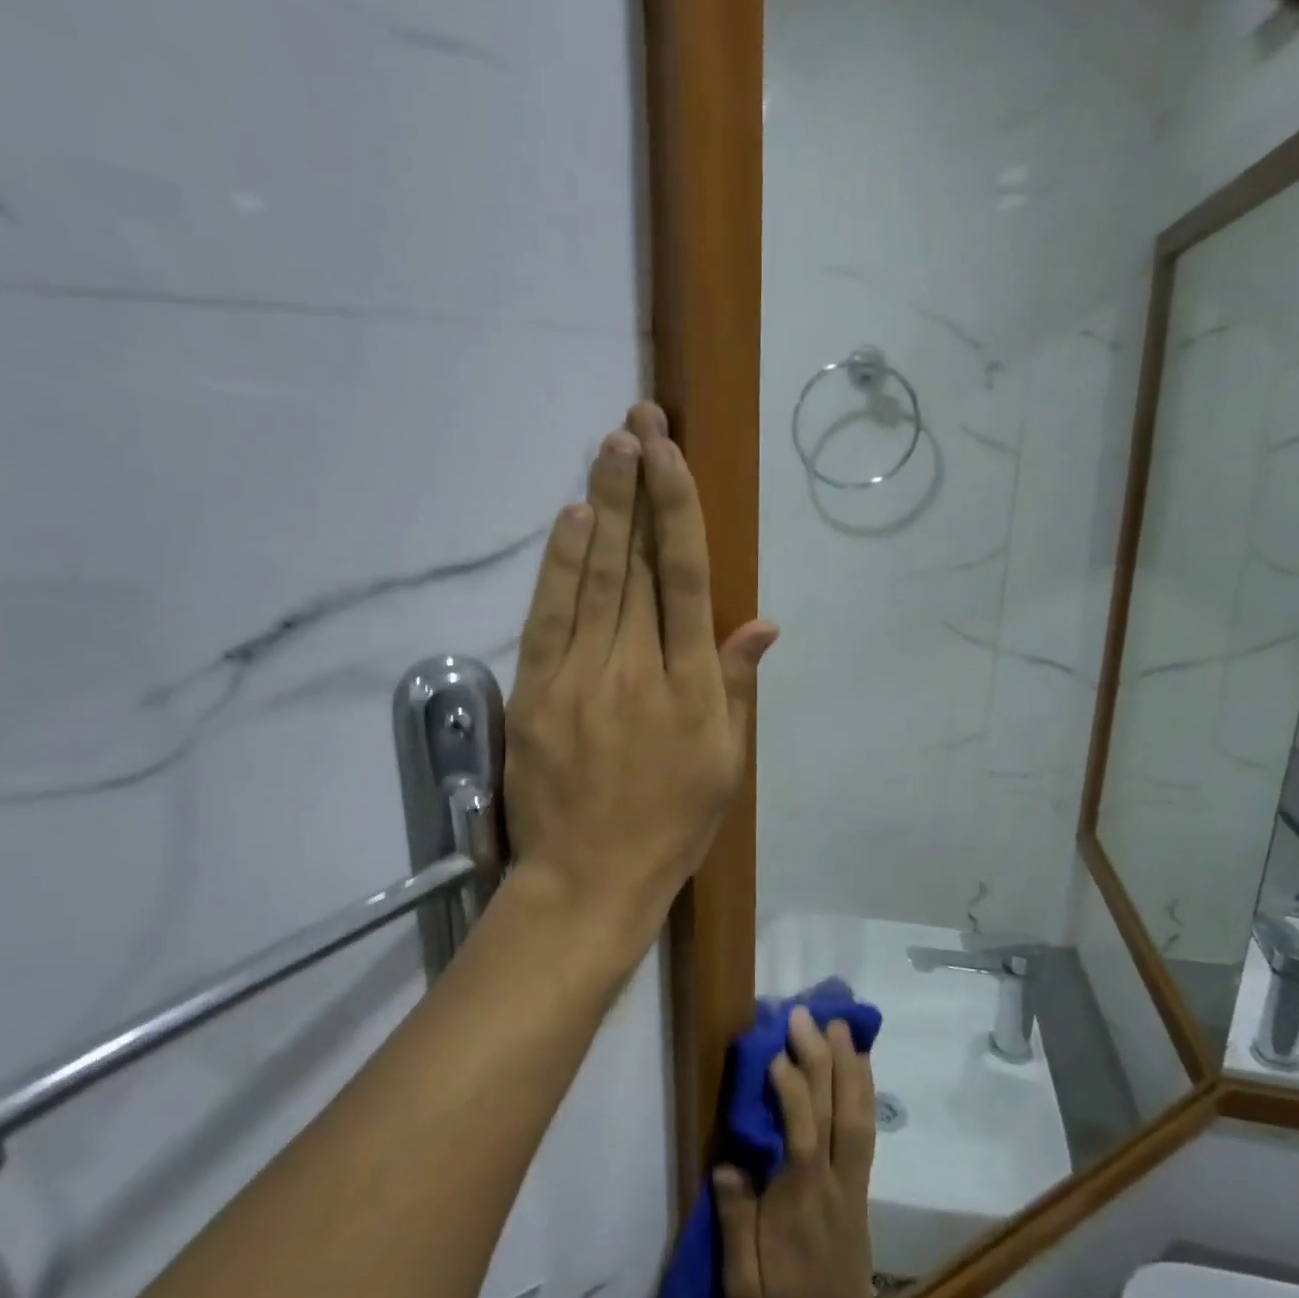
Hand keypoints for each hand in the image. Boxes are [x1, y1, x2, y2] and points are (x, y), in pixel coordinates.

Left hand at [503, 402, 776, 952]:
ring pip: (595, 579)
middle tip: (638, 420)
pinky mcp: (538, 693)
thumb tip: (761, 622)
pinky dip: (560, 566)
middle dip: (640, 486)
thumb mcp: (726, 766)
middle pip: (638, 565)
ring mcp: (582, 677)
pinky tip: (571, 518)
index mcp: (691, 687)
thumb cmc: (671, 826)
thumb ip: (738, 688)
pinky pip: (550, 618)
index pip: (685, 580)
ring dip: (604, 507)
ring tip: (609, 447)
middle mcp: (638, 668)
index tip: (672, 454)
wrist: (591, 877)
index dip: (678, 512)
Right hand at [716, 1007, 896, 1297]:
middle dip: (821, 1058)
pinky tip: (860, 1066)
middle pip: (834, 1109)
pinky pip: (866, 1127)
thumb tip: (728, 1163)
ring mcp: (851, 1178)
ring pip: (857, 1112)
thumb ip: (734, 1219)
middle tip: (804, 1015)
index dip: (791, 1087)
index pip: (801, 1130)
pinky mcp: (860, 1182)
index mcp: (799, 1197)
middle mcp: (831, 1177)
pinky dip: (864, 1090)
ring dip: (849, 1065)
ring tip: (838, 1026)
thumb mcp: (743, 1282)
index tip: (775, 1050)